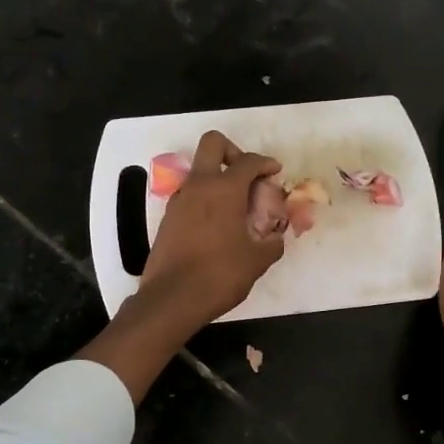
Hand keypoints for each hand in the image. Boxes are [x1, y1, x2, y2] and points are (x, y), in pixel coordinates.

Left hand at [138, 131, 285, 330]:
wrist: (172, 299)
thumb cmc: (219, 275)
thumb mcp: (257, 260)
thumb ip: (272, 243)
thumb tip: (275, 237)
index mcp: (224, 189)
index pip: (248, 161)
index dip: (266, 163)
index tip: (275, 172)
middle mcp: (198, 186)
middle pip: (213, 144)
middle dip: (233, 152)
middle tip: (247, 177)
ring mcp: (179, 200)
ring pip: (199, 172)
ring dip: (218, 180)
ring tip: (236, 209)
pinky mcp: (168, 218)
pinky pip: (191, 196)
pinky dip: (206, 201)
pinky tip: (218, 227)